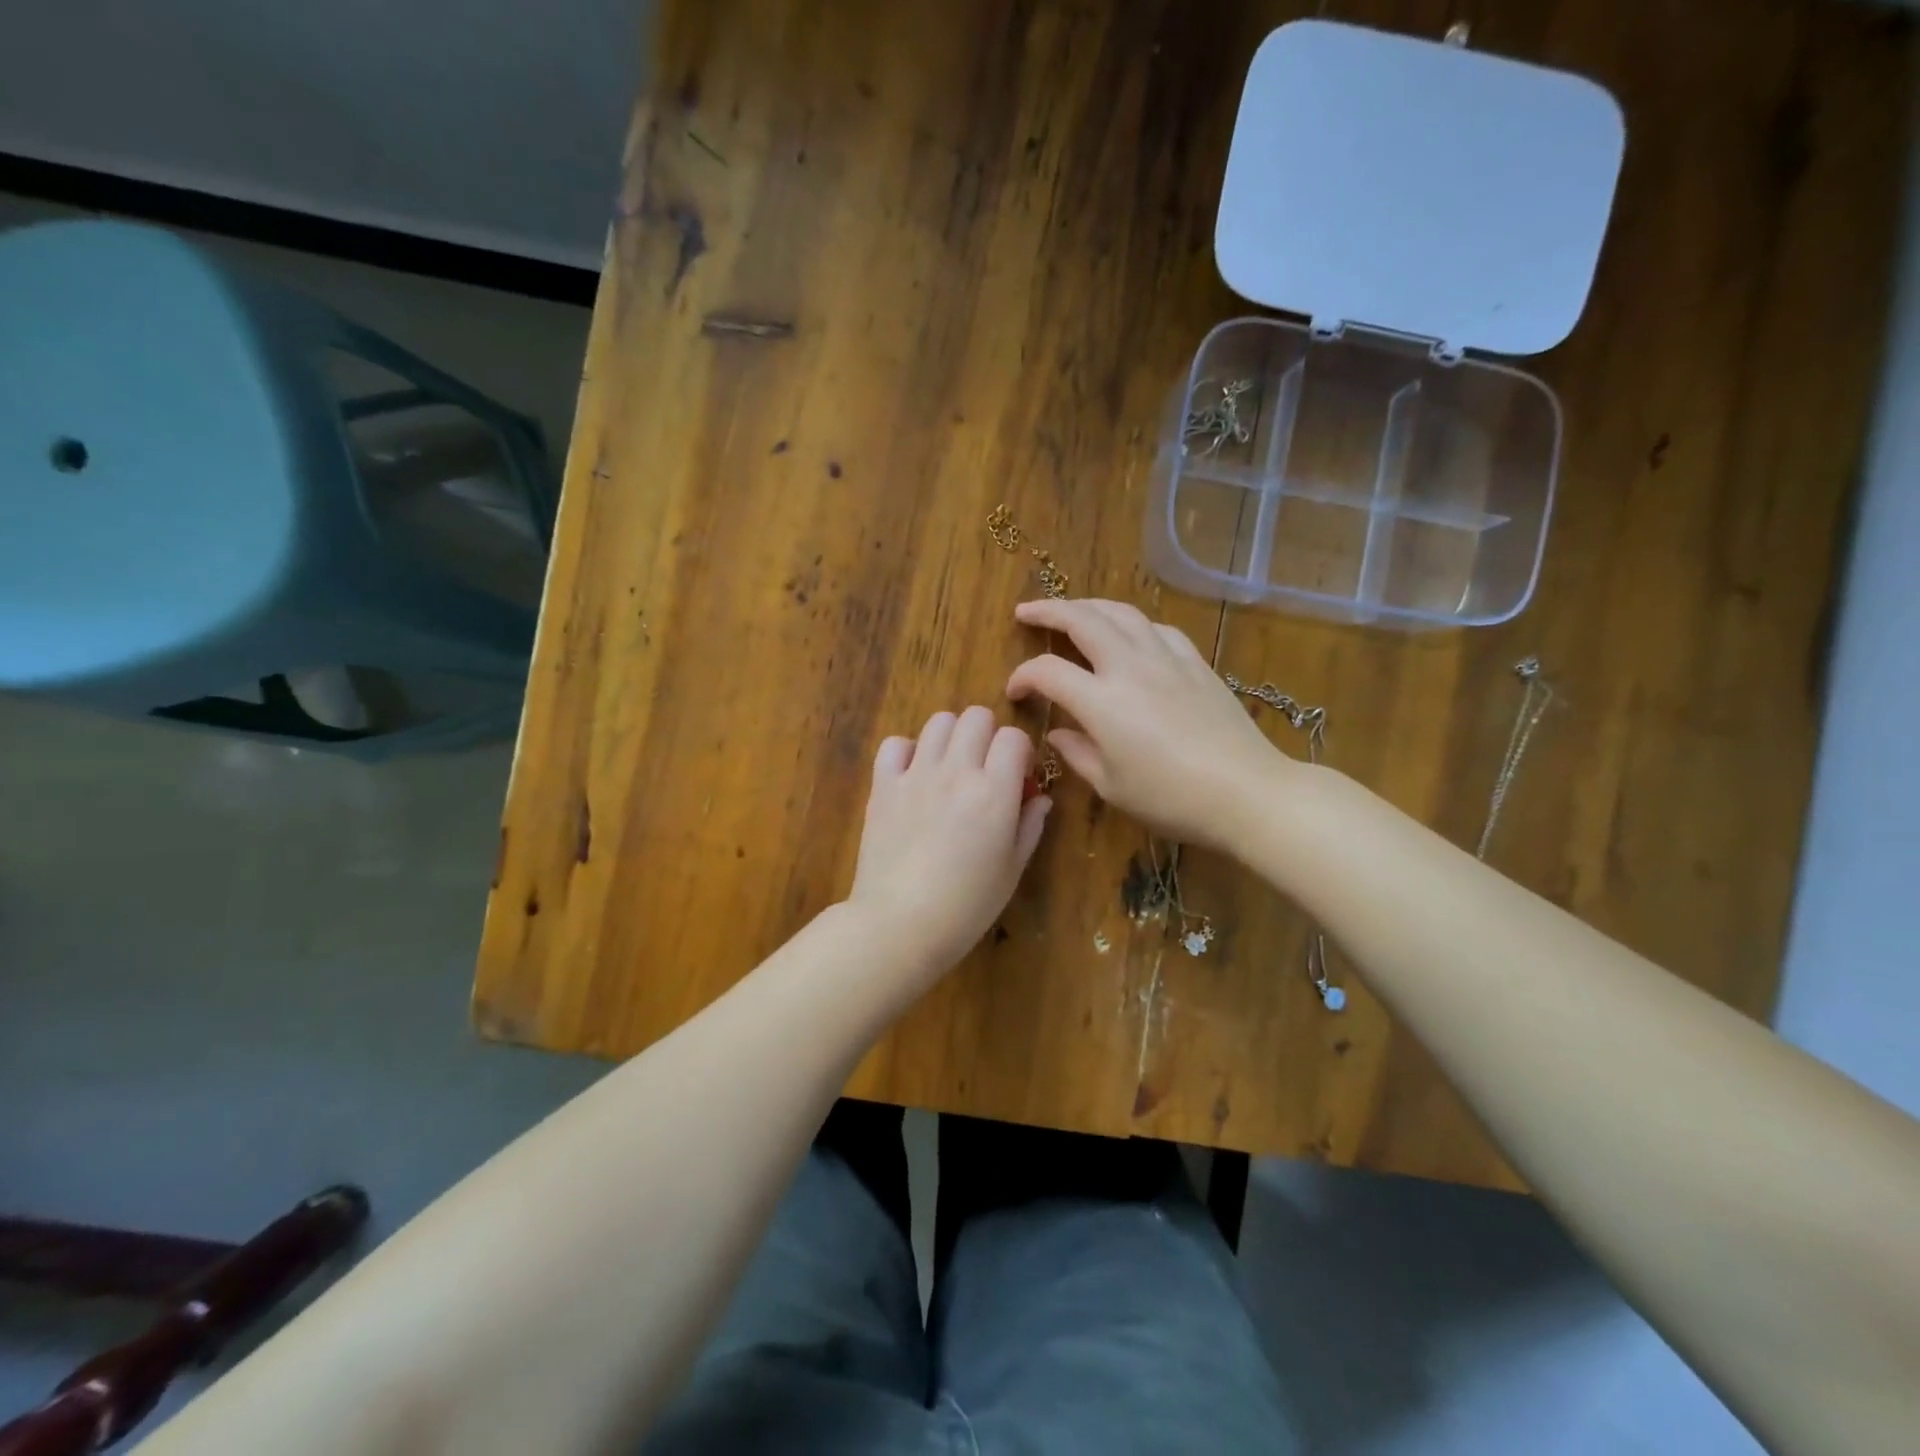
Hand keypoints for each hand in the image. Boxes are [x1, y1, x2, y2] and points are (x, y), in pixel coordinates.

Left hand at [847, 706, 1051, 981]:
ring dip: (951, 736)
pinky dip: (908, 751)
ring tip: (950, 767)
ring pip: (939, 721)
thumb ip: (1029, 826)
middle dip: (988, 736)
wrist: (899, 923)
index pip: (1014, 737)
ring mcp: (916, 774)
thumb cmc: (966, 906)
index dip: (1020, 752)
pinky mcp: (883, 785)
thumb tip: (1040, 798)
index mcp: (994, 792)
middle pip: (976, 717)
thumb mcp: (1012, 869)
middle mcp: (956, 771)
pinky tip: (914, 775)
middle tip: (985, 768)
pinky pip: (895, 744)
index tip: (1017, 775)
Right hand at [1006, 598, 1289, 851]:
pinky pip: (1157, 628)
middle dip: (1048, 611)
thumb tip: (1057, 733)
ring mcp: (1166, 659)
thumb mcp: (1112, 786)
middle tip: (1026, 611)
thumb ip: (1078, 753)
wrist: (1246, 792)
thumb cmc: (1171, 799)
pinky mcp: (1195, 662)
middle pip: (1082, 620)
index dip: (1023, 677)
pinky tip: (1129, 633)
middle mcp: (1130, 667)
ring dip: (1089, 605)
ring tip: (1072, 610)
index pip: (1048, 672)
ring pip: (1121, 613)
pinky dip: (1133, 623)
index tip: (1015, 691)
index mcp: (1102, 702)